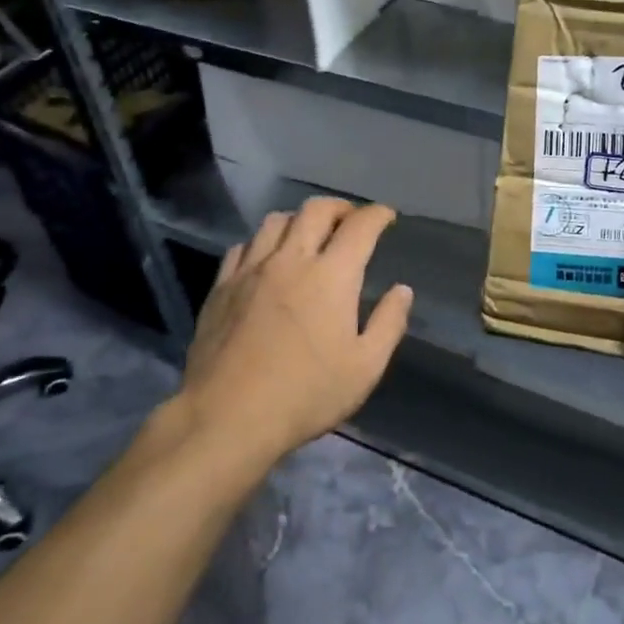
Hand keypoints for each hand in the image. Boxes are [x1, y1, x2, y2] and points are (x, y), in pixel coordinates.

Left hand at [177, 197, 412, 469]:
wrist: (227, 416)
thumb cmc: (305, 394)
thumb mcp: (364, 368)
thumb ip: (388, 323)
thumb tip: (402, 290)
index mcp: (331, 276)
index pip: (360, 226)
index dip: (377, 215)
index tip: (387, 216)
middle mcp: (291, 259)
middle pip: (315, 210)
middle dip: (339, 207)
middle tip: (351, 220)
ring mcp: (251, 270)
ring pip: (276, 221)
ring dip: (299, 220)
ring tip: (308, 235)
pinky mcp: (222, 286)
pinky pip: (244, 246)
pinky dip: (263, 242)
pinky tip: (266, 259)